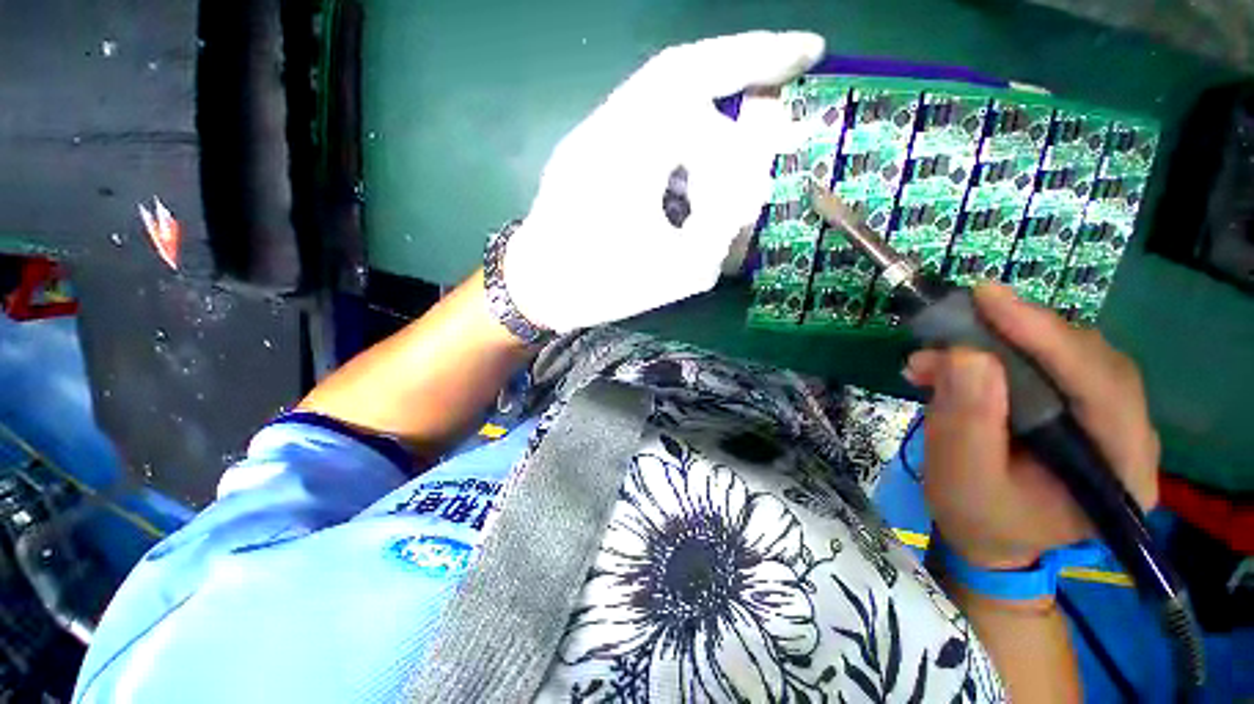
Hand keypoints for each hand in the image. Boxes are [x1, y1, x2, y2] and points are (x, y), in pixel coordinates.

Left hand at [504, 31, 824, 332]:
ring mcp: (594, 136)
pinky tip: (692, 177)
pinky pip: (645, 128)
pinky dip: (680, 142)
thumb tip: (750, 191)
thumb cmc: (601, 288)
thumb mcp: (679, 272)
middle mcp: (608, 125)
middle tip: (788, 82)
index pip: (700, 79)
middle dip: (739, 74)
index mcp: (628, 148)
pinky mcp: (589, 153)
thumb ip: (724, 226)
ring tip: (733, 157)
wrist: (537, 291)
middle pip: (682, 79)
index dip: (759, 55)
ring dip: (705, 119)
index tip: (811, 51)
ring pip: (663, 102)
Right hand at [905, 283, 1159, 569]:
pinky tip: (954, 361)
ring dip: (1002, 343)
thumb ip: (967, 421)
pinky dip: (998, 352)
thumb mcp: (961, 476)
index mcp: (1121, 472)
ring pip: (1068, 355)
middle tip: (959, 318)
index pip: (1102, 388)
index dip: (1048, 338)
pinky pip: (1048, 362)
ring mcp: (1109, 418)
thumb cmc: (978, 515)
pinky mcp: (1081, 405)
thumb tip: (965, 354)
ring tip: (939, 352)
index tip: (990, 298)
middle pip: (1090, 361)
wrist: (987, 531)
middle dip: (1020, 336)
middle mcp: (1130, 436)